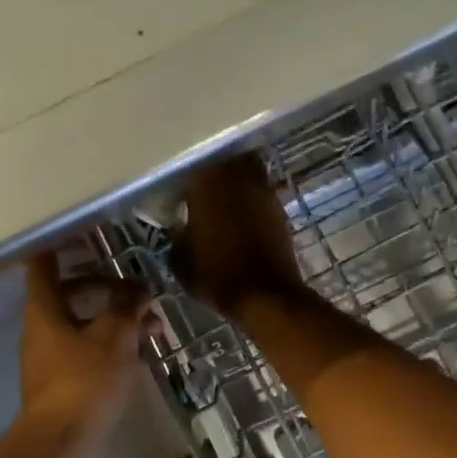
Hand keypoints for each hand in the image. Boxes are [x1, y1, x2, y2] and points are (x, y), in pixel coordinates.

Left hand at [17, 253, 148, 439]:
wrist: (62, 442)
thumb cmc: (85, 379)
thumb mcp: (115, 336)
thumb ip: (128, 307)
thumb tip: (139, 290)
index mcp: (44, 308)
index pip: (43, 263)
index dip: (61, 245)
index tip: (85, 235)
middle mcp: (40, 327)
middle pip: (68, 292)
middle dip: (104, 286)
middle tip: (135, 287)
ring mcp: (48, 356)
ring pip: (81, 323)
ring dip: (112, 318)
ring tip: (151, 325)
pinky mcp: (60, 381)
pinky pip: (85, 349)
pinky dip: (108, 343)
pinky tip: (139, 352)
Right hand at [173, 155, 303, 316]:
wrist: (264, 295)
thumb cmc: (216, 275)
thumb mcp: (181, 260)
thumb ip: (177, 236)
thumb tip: (178, 227)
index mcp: (206, 183)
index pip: (191, 169)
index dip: (185, 183)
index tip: (179, 197)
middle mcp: (236, 177)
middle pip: (224, 162)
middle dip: (214, 174)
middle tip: (203, 192)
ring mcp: (262, 190)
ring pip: (246, 172)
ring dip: (236, 183)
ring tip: (225, 204)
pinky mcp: (279, 207)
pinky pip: (261, 193)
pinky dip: (251, 201)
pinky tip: (243, 219)